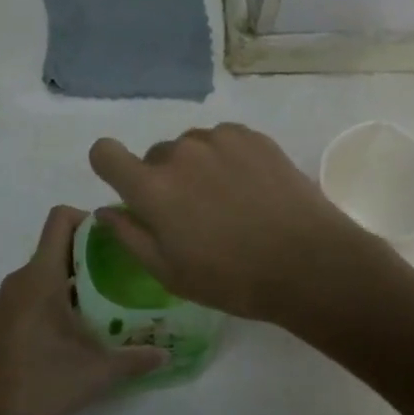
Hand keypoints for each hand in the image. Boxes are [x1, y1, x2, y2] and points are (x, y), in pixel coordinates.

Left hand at [0, 206, 166, 414]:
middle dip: (90, 253)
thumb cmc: (40, 382)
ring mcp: (8, 299)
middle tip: (123, 274)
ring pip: (46, 271)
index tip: (115, 240)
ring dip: (74, 278)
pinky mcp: (3, 319)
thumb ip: (134, 358)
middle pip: (57, 245)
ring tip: (106, 301)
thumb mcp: (96, 372)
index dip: (88, 218)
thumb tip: (165, 353)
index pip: (60, 219)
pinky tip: (77, 327)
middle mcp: (21, 278)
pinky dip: (56, 297)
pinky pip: (33, 292)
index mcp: (41, 276)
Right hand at [87, 123, 389, 328]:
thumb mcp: (170, 272)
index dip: (109, 165)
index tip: (127, 187)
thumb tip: (105, 210)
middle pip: (155, 156)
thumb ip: (130, 236)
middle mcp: (180, 153)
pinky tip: (250, 189)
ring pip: (191, 147)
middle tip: (194, 215)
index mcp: (152, 188)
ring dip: (197, 167)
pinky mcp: (252, 136)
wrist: (308, 262)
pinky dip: (227, 158)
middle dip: (164, 180)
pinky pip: (223, 140)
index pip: (105, 152)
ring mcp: (219, 139)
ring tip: (228, 202)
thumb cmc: (232, 278)